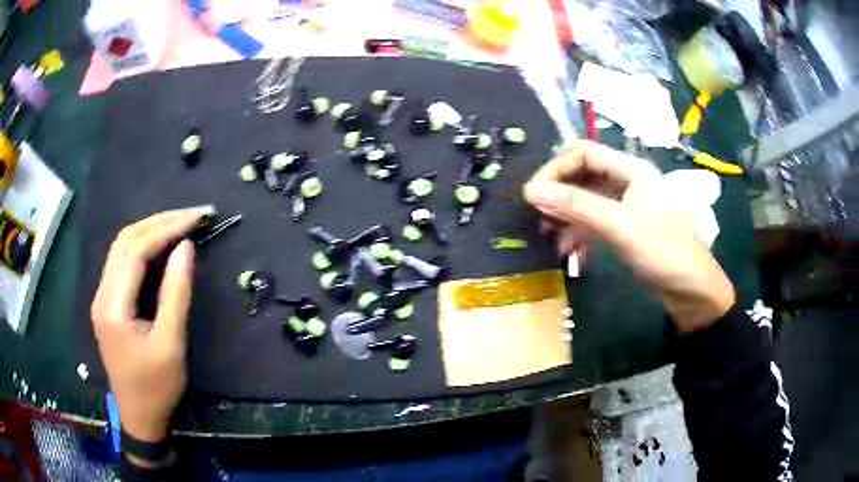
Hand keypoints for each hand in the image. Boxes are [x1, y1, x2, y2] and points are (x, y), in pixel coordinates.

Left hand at [91, 207, 210, 447]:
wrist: (139, 416)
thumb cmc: (156, 387)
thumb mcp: (171, 344)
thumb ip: (176, 294)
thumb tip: (186, 248)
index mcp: (113, 305)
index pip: (136, 249)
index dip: (166, 228)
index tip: (197, 219)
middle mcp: (102, 294)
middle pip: (125, 240)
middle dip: (159, 221)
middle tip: (192, 216)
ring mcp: (102, 298)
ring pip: (121, 247)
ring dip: (150, 230)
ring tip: (179, 224)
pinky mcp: (107, 304)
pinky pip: (122, 262)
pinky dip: (142, 247)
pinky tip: (160, 247)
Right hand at [524, 141, 734, 331]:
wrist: (692, 289)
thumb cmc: (662, 251)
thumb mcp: (618, 225)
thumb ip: (576, 205)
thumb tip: (530, 190)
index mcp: (631, 169)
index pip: (584, 153)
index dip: (556, 168)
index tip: (534, 194)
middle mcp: (628, 181)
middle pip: (585, 174)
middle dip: (560, 193)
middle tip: (539, 217)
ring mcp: (628, 204)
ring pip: (589, 199)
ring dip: (567, 214)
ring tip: (549, 235)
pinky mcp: (627, 226)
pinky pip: (597, 219)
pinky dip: (580, 230)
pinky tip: (568, 249)